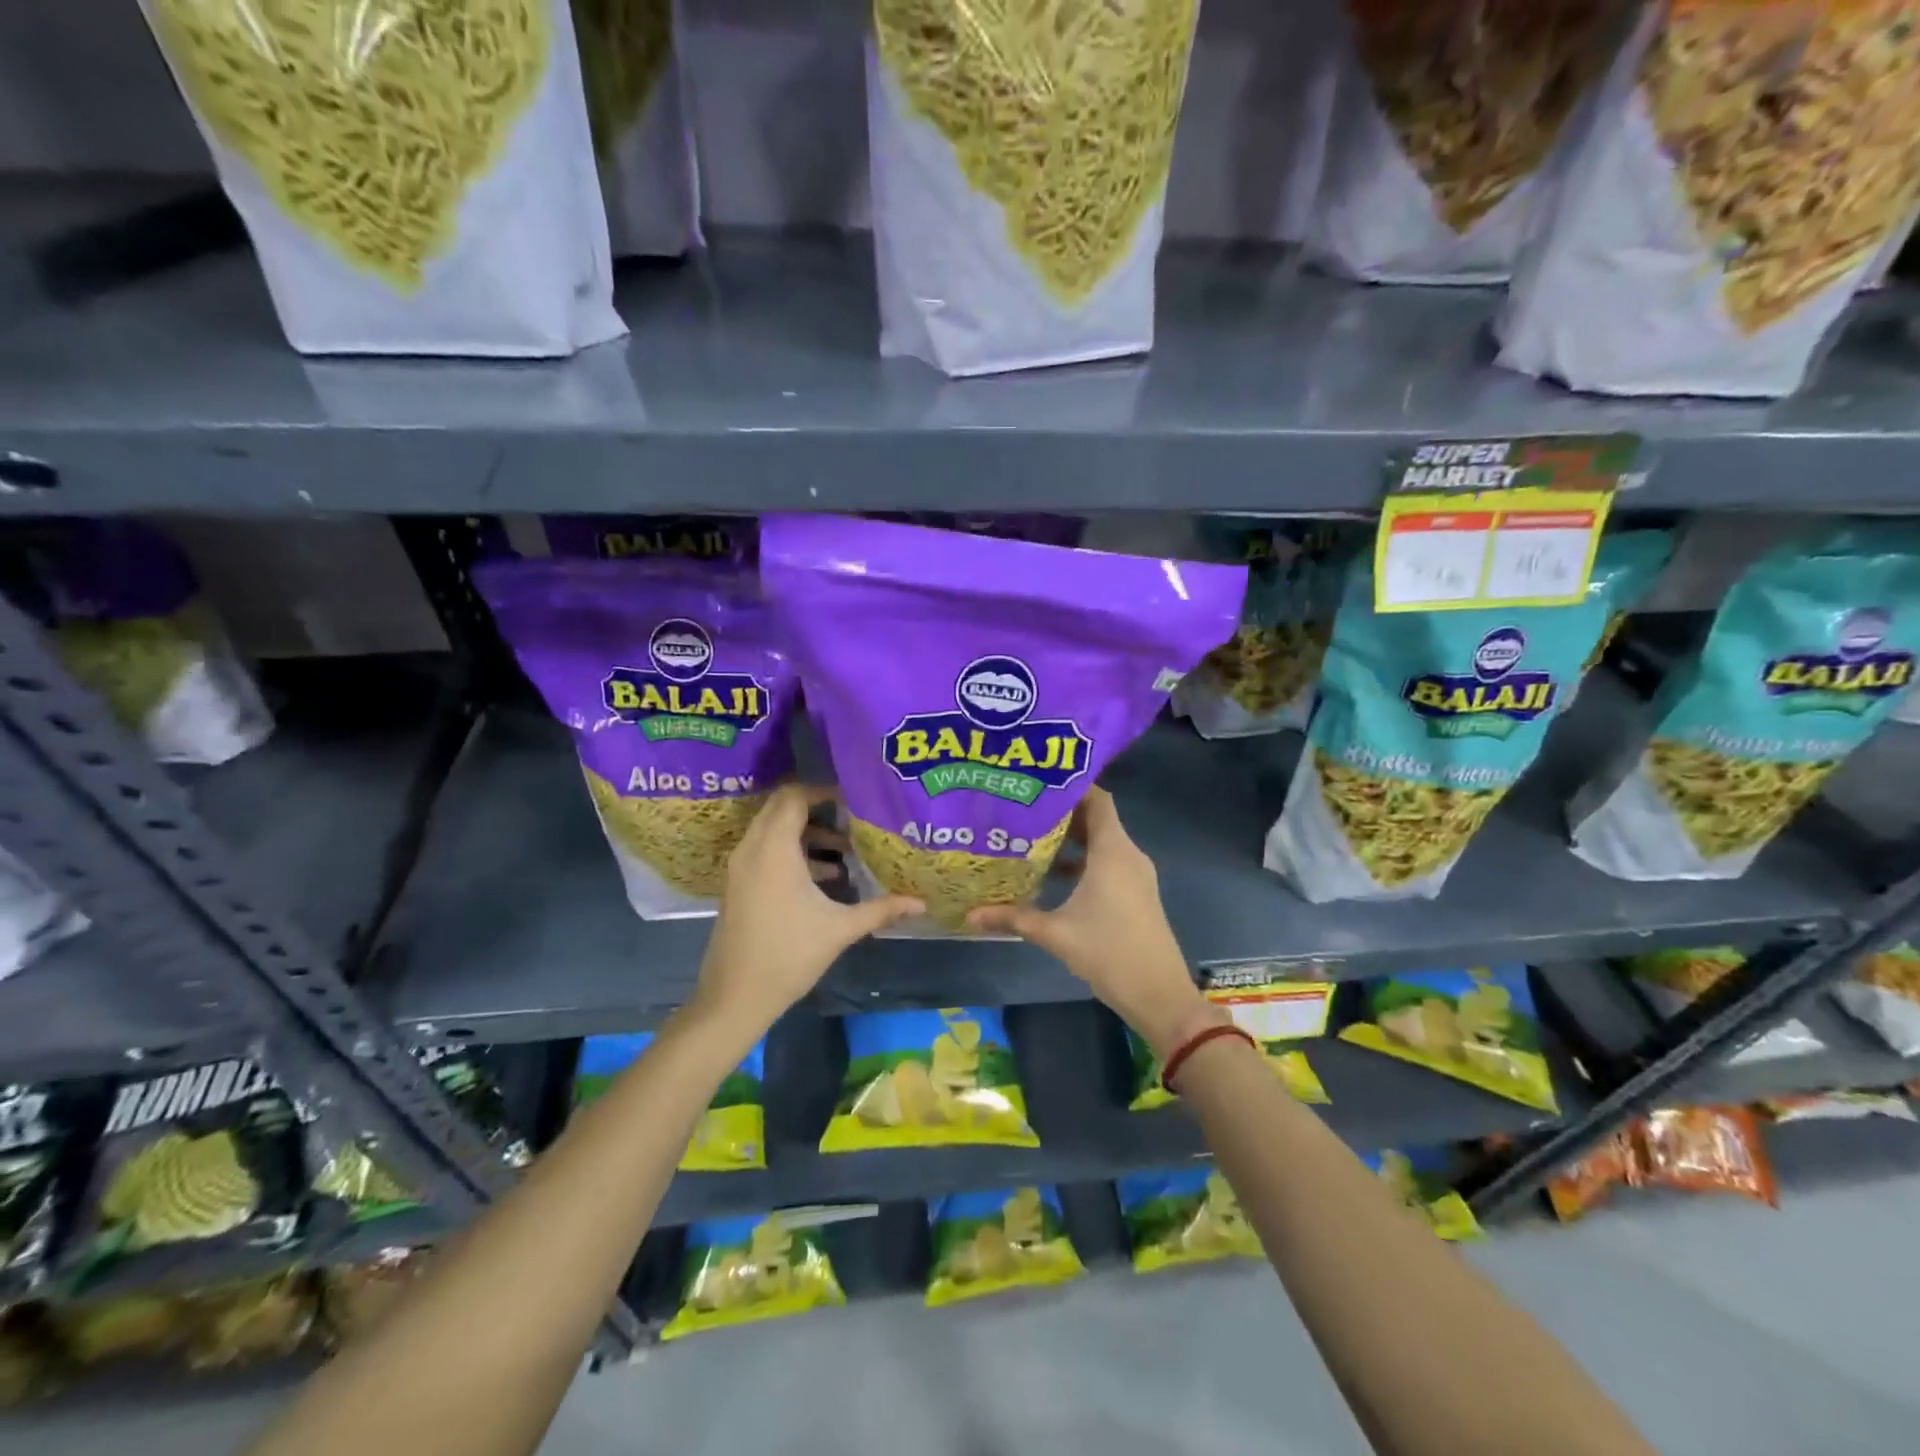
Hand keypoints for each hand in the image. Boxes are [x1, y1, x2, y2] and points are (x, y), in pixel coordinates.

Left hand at [693, 786, 922, 1034]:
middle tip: (853, 816)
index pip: (794, 797)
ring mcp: (741, 866)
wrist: (734, 997)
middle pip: (782, 807)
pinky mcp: (739, 884)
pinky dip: (792, 850)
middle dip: (817, 807)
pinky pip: (765, 849)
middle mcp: (752, 848)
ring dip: (806, 831)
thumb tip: (921, 902)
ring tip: (845, 848)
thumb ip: (881, 909)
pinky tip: (825, 875)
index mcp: (774, 849)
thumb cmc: (789, 956)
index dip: (824, 790)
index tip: (854, 799)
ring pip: (773, 829)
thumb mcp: (840, 929)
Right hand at [967, 787, 1216, 1058]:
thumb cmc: (1109, 953)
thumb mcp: (1055, 934)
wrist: (1159, 994)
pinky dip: (1084, 860)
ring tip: (1032, 836)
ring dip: (1072, 838)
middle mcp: (1128, 855)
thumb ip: (1013, 918)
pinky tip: (1054, 873)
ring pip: (1103, 842)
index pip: (1098, 799)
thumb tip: (970, 914)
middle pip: (1097, 818)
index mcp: (1113, 852)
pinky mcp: (1136, 893)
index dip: (1071, 787)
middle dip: (1063, 812)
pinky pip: (1109, 861)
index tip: (1038, 782)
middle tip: (1024, 807)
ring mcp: (1135, 875)